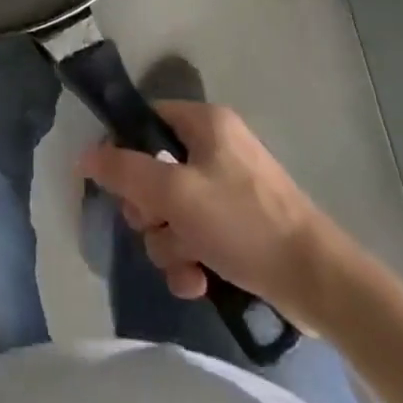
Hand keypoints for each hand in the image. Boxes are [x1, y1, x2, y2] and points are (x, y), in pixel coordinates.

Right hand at [80, 100, 339, 325]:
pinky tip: (198, 282)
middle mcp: (217, 146)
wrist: (319, 282)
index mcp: (205, 122)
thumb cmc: (243, 223)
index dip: (123, 150)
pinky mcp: (241, 225)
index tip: (116, 185)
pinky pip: (197, 233)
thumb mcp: (175, 194)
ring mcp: (230, 187)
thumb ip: (125, 171)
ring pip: (173, 209)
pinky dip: (191, 257)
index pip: (146, 120)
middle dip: (150, 210)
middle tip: (156, 228)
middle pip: (155, 170)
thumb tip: (83, 155)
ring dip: (169, 242)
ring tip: (186, 266)